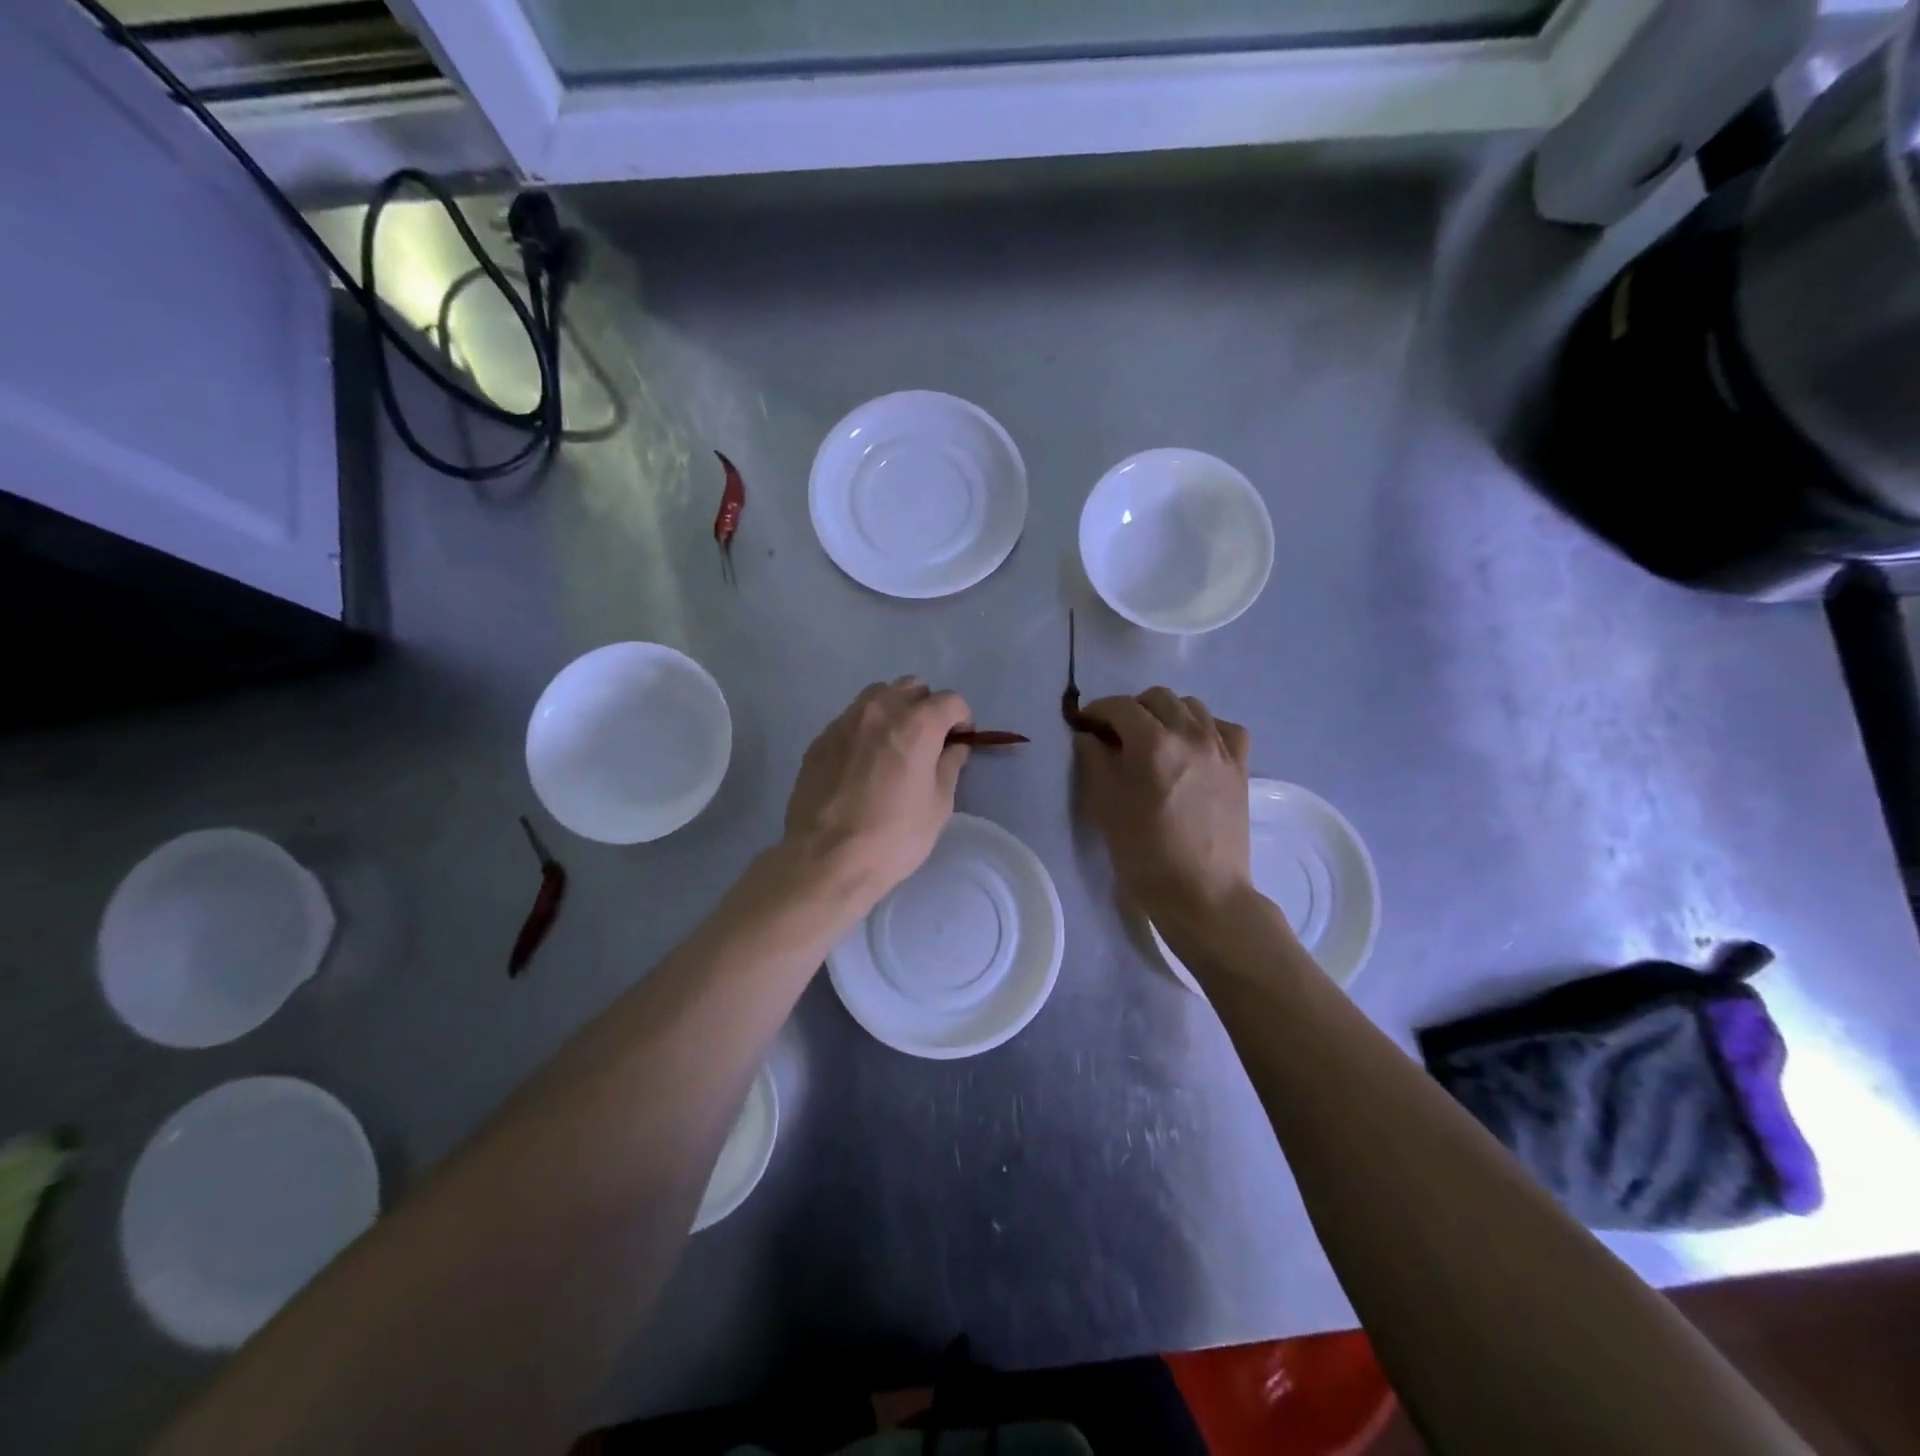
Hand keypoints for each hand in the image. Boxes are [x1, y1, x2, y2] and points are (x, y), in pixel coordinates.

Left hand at [783, 677, 972, 907]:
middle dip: (927, 707)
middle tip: (929, 740)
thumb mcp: (938, 806)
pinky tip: (863, 763)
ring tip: (894, 745)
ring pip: (877, 696)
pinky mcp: (820, 739)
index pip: (950, 700)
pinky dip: (865, 729)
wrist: (825, 859)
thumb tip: (954, 747)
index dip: (962, 719)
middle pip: (912, 687)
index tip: (960, 741)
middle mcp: (880, 711)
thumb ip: (949, 766)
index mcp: (916, 725)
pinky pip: (851, 719)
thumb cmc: (893, 837)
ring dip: (894, 710)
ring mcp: (845, 722)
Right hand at [1075, 689, 1256, 935]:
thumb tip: (1088, 736)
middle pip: (1157, 697)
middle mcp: (1190, 734)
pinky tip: (1193, 747)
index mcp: (1152, 743)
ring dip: (1166, 714)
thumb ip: (1094, 762)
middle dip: (1131, 710)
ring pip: (1191, 706)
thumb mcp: (1106, 807)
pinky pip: (1224, 727)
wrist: (1202, 894)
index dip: (1097, 711)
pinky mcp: (1240, 766)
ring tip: (1154, 741)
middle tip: (1116, 736)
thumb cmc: (1145, 855)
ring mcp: (1220, 748)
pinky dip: (1204, 728)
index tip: (1085, 726)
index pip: (1120, 706)